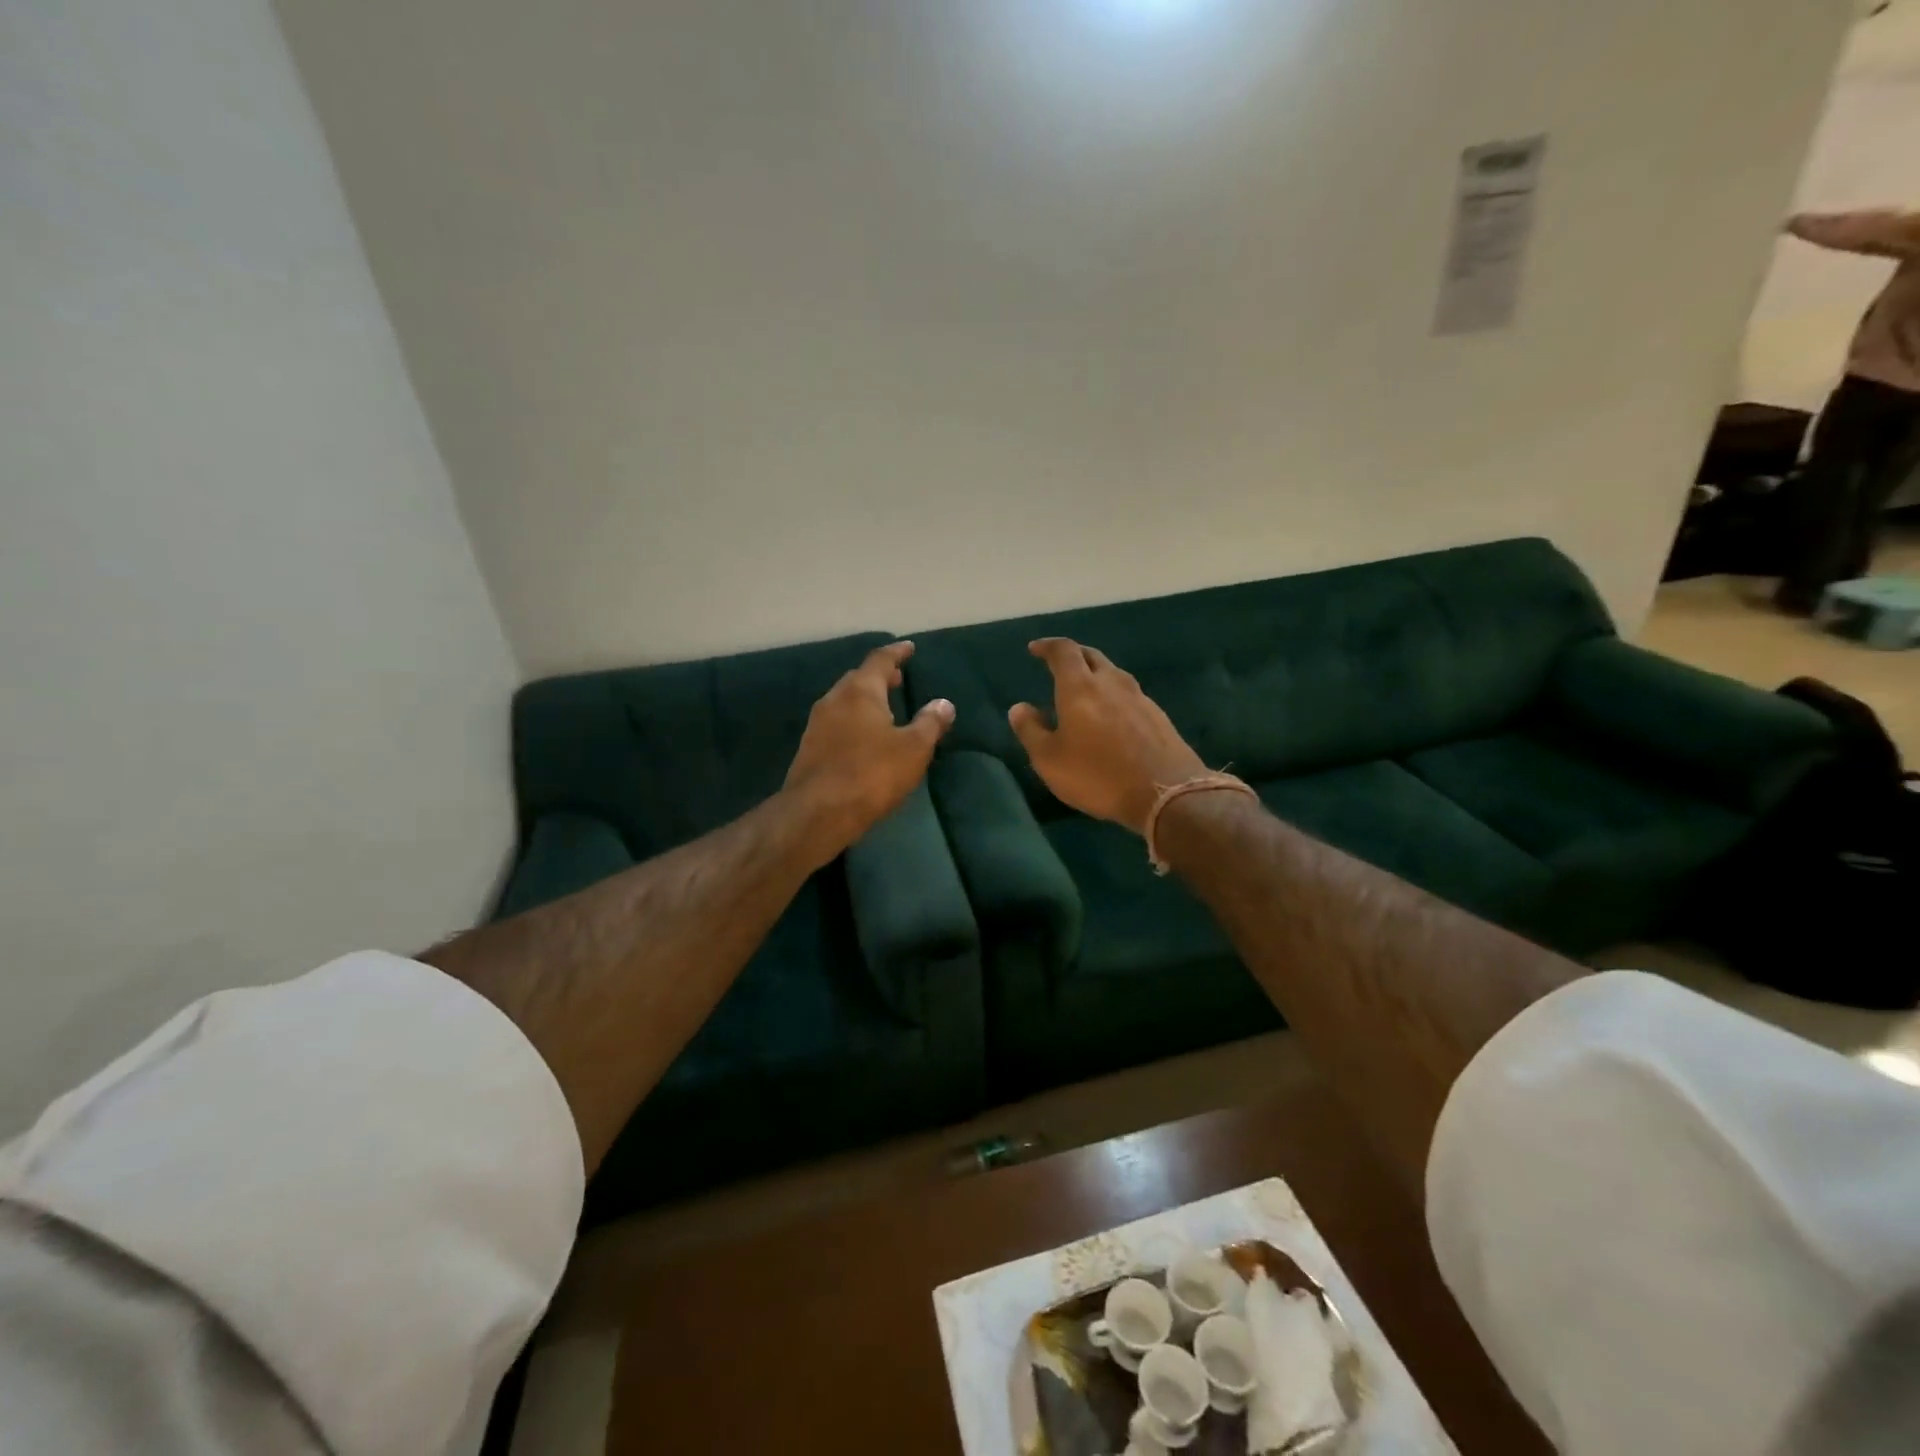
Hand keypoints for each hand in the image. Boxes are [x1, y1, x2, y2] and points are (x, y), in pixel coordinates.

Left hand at [784, 641, 953, 862]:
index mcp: (860, 691)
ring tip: (883, 708)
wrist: (817, 813)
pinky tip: (862, 738)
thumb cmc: (871, 774)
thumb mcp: (913, 749)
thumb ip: (930, 723)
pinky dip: (852, 721)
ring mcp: (816, 725)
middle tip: (897, 679)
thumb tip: (944, 703)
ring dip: (864, 700)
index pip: (880, 660)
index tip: (908, 647)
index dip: (896, 652)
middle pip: (858, 679)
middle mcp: (834, 700)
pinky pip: (835, 724)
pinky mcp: (809, 749)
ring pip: (844, 702)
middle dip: (878, 677)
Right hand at [1008, 638, 1205, 834]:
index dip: (1047, 646)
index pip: (1063, 651)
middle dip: (1072, 656)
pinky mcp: (1158, 716)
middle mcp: (1111, 682)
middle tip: (1058, 665)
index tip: (1035, 649)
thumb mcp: (1050, 760)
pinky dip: (1113, 696)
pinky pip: (1129, 695)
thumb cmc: (1098, 775)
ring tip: (1083, 691)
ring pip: (1113, 674)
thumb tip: (1019, 707)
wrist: (1166, 793)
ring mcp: (1139, 697)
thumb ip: (1031, 731)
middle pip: (1091, 656)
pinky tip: (1110, 716)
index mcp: (1080, 687)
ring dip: (1095, 675)